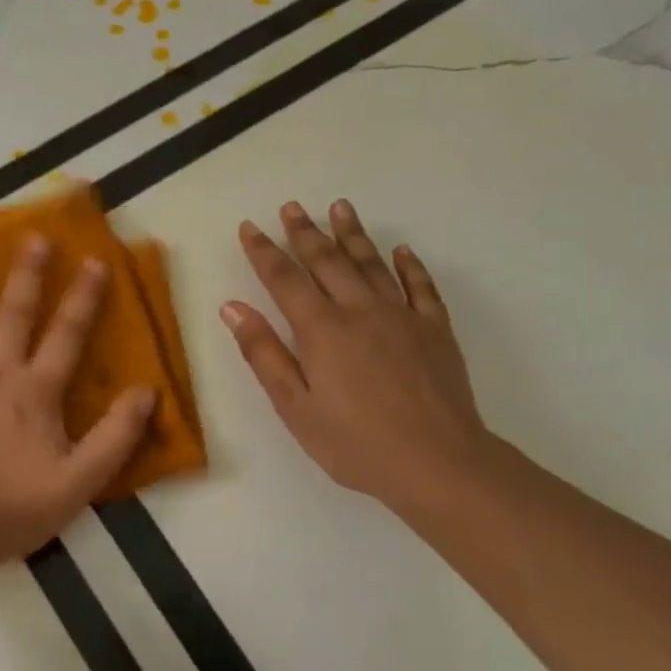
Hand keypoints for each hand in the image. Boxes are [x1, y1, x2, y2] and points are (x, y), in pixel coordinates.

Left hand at [0, 237, 156, 560]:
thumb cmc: (16, 508)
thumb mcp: (82, 480)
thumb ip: (117, 435)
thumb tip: (148, 392)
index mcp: (36, 391)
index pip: (67, 334)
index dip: (84, 298)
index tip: (94, 261)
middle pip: (14, 314)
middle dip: (27, 274)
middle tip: (33, 236)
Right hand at [223, 199, 491, 514]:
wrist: (437, 462)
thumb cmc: (355, 443)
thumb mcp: (295, 407)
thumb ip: (264, 353)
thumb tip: (233, 307)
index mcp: (321, 329)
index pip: (284, 279)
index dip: (263, 251)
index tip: (249, 227)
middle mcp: (360, 310)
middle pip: (327, 261)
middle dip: (305, 232)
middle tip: (291, 207)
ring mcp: (402, 316)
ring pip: (372, 263)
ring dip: (353, 234)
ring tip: (340, 207)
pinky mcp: (435, 329)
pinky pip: (421, 286)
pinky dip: (409, 265)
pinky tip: (402, 251)